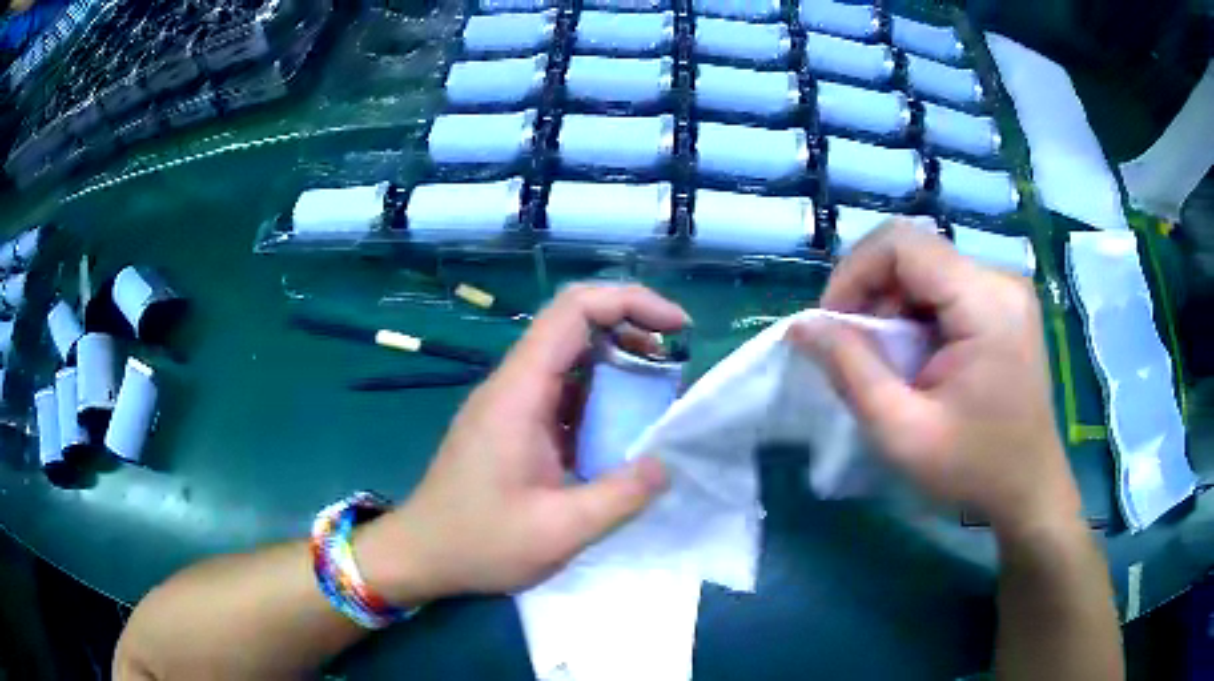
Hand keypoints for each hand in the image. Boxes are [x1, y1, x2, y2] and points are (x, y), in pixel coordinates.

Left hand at [358, 284, 685, 604]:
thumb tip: (666, 463)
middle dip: (630, 328)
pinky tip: (620, 430)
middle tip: (673, 363)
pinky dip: (598, 397)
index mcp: (519, 393)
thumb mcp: (559, 531)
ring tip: (657, 396)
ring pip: (568, 357)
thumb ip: (620, 496)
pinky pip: (560, 392)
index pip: (573, 311)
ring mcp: (508, 403)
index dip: (630, 302)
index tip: (677, 326)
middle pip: (573, 324)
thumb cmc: (479, 544)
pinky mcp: (510, 424)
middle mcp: (512, 385)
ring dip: (616, 364)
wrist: (421, 555)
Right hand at [789, 221, 1080, 539]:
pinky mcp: (1005, 303)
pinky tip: (917, 356)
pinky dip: (917, 314)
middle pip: (915, 252)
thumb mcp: (902, 432)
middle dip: (872, 293)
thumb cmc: (973, 468)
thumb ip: (850, 372)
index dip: (854, 273)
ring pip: (927, 268)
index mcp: (985, 302)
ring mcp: (1007, 289)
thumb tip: (802, 325)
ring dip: (893, 306)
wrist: (1029, 489)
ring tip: (888, 360)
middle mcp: (1000, 279)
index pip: (902, 244)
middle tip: (857, 350)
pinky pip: (946, 286)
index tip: (833, 325)